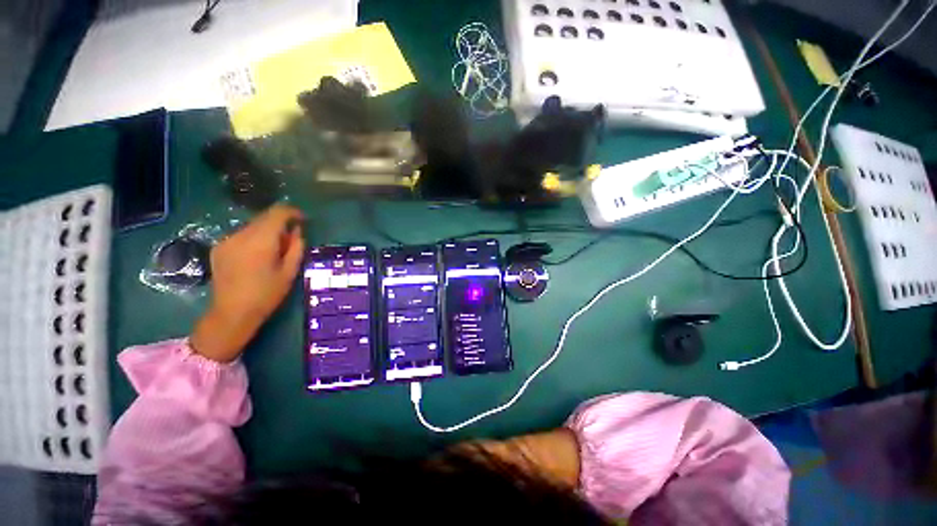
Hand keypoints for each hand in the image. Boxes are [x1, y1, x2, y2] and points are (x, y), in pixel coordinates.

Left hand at [191, 205, 305, 361]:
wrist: (232, 313)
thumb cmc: (267, 294)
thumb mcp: (290, 272)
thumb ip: (296, 247)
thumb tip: (297, 231)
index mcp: (261, 240)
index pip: (277, 213)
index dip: (292, 212)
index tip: (302, 220)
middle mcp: (241, 235)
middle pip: (264, 218)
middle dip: (280, 224)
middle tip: (291, 240)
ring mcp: (227, 241)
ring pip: (252, 226)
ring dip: (267, 232)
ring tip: (274, 251)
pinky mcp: (219, 248)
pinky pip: (241, 235)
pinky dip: (254, 239)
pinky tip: (257, 257)